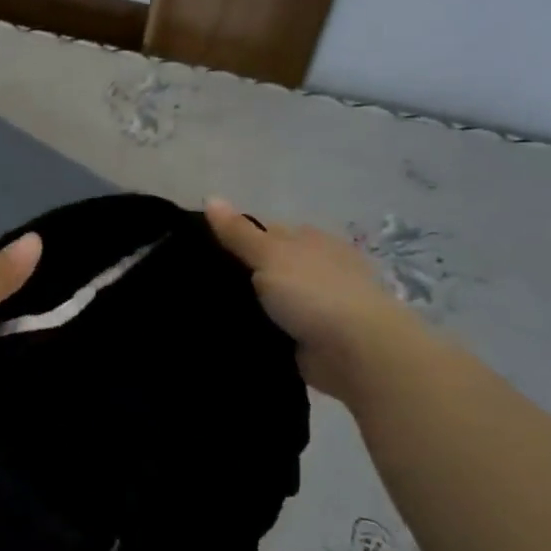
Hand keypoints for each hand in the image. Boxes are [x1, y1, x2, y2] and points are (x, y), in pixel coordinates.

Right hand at [205, 198, 426, 399]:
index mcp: (310, 240)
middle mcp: (314, 268)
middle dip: (238, 273)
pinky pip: (272, 329)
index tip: (201, 248)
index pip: (266, 231)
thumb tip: (210, 197)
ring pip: (267, 299)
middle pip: (266, 265)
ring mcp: (314, 305)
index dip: (235, 236)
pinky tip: (224, 332)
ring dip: (245, 304)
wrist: (358, 353)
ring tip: (199, 308)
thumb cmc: (315, 292)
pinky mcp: (309, 339)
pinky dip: (255, 330)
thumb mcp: (270, 254)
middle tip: (193, 280)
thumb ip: (239, 232)